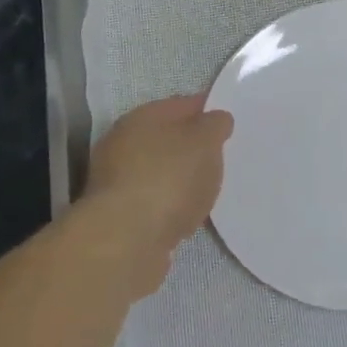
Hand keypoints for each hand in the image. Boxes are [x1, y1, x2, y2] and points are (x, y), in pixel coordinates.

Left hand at [78, 95, 233, 294]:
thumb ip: (214, 126)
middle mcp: (123, 144)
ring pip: (160, 172)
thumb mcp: (204, 142)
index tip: (228, 121)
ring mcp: (118, 182)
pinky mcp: (121, 216)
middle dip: (192, 146)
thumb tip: (215, 119)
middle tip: (222, 157)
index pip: (180, 105)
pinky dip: (172, 205)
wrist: (126, 241)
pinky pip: (156, 202)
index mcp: (142, 118)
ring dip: (181, 178)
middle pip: (166, 139)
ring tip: (209, 189)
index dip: (206, 109)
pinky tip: (189, 215)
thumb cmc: (169, 179)